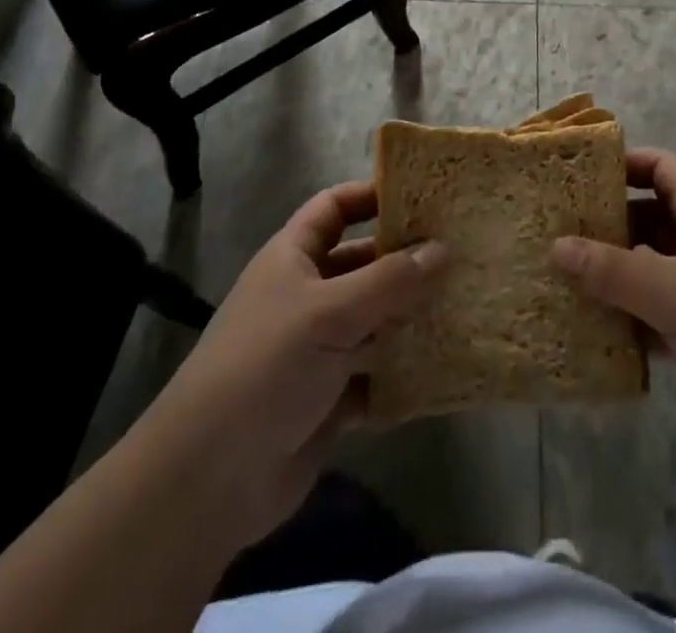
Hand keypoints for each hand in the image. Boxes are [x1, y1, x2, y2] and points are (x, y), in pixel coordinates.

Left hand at [147, 181, 444, 554]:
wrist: (209, 479)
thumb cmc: (266, 367)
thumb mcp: (329, 312)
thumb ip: (390, 280)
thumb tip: (443, 248)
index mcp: (294, 258)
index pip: (334, 207)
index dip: (372, 195)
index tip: (423, 196)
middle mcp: (307, 295)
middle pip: (363, 263)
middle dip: (406, 260)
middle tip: (461, 253)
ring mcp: (318, 349)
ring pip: (375, 320)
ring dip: (412, 317)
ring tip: (466, 304)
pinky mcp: (329, 398)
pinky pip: (376, 374)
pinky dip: (403, 373)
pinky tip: (444, 369)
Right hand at [551, 148, 675, 473]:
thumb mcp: (674, 293)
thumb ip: (613, 270)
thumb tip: (556, 245)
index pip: (661, 167)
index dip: (624, 162)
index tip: (578, 173)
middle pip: (649, 217)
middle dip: (607, 223)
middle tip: (558, 230)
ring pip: (651, 267)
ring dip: (614, 273)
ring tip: (563, 276)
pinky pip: (657, 312)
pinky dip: (630, 316)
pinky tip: (593, 327)